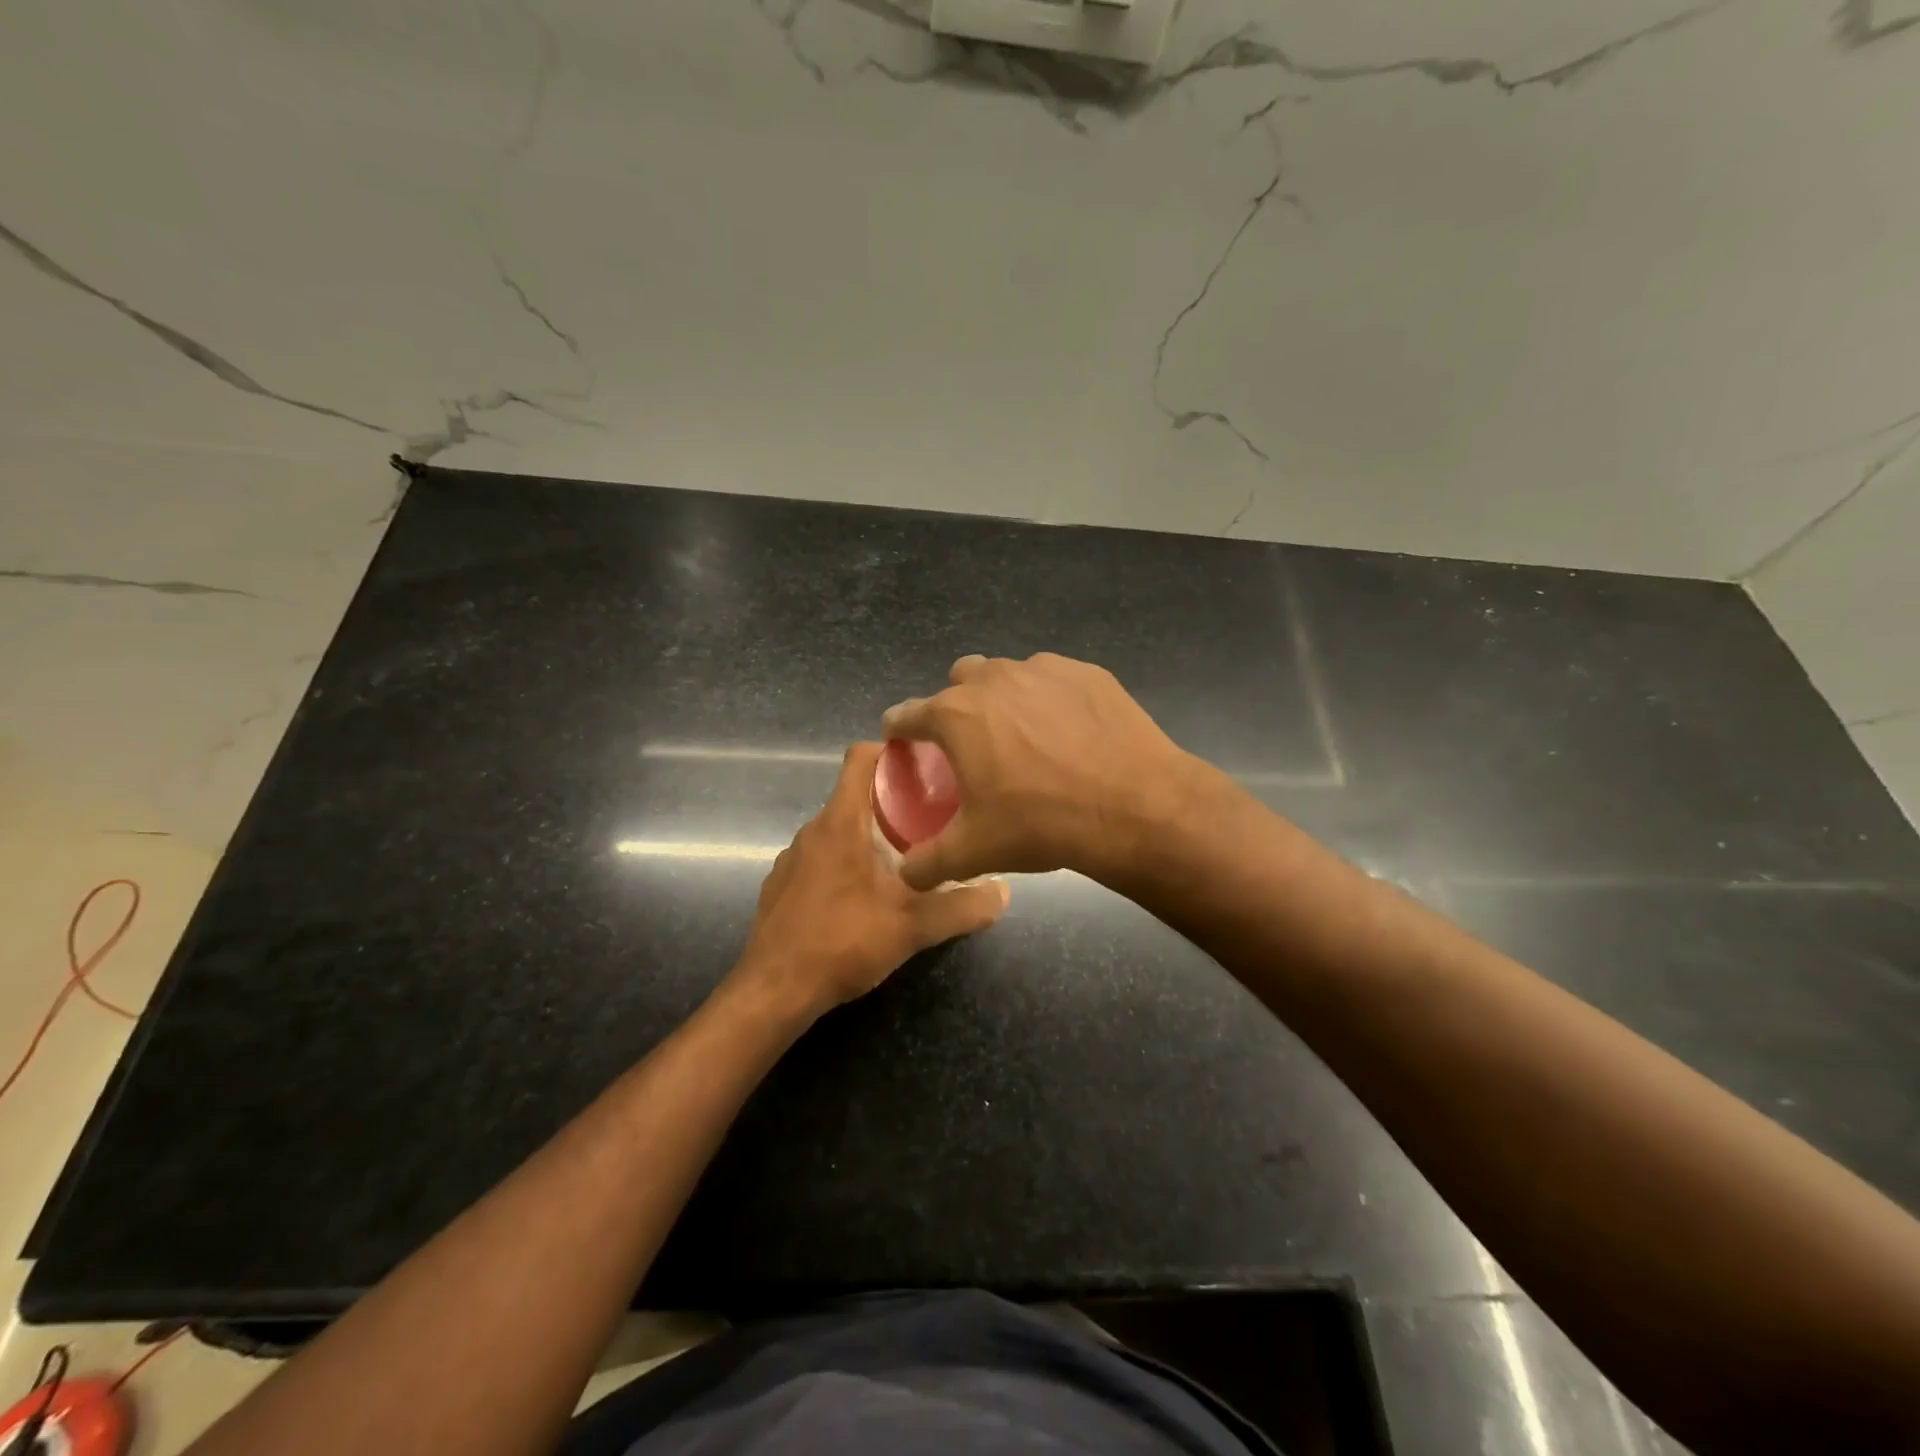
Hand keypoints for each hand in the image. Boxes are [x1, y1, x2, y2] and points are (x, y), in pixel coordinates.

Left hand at [733, 742, 1009, 1018]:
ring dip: (869, 835)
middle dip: (893, 801)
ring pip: (838, 829)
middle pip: (855, 795)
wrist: (774, 991)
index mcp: (841, 822)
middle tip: (933, 820)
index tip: (925, 765)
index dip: (892, 751)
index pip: (860, 757)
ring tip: (903, 859)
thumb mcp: (913, 927)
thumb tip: (1004, 892)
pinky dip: (844, 862)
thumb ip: (962, 907)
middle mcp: (812, 830)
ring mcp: (791, 857)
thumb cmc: (843, 942)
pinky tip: (863, 897)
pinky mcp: (781, 885)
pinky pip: (820, 857)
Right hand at [881, 653, 1199, 890]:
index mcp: (956, 715)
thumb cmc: (1042, 823)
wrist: (1134, 807)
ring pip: (1007, 675)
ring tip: (1024, 738)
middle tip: (973, 744)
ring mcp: (1044, 669)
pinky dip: (1050, 699)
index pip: (906, 713)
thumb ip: (928, 862)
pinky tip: (1069, 732)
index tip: (902, 742)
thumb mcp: (975, 851)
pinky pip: (1053, 680)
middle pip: (958, 681)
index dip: (899, 729)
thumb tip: (906, 874)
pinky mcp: (1087, 672)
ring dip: (1003, 699)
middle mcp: (993, 679)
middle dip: (956, 705)